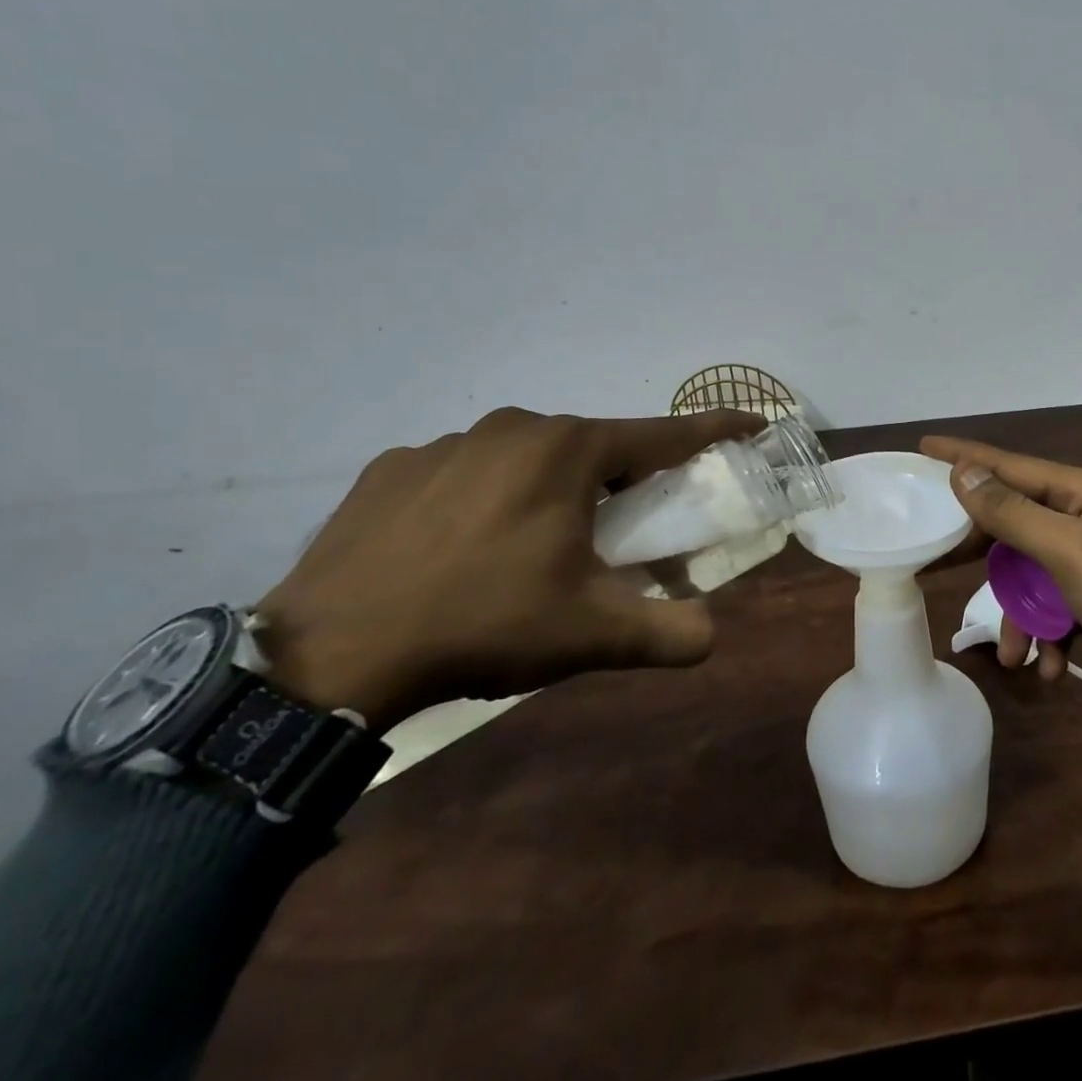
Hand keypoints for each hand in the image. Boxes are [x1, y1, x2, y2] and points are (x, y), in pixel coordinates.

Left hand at [256, 407, 762, 729]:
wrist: (328, 656)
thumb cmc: (483, 623)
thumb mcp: (590, 634)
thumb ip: (669, 632)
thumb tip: (712, 635)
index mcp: (569, 450)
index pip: (665, 433)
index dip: (716, 429)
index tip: (753, 424)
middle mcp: (514, 428)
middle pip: (595, 446)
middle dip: (622, 479)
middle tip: (625, 527)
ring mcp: (447, 443)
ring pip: (528, 456)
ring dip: (551, 488)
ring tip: (535, 548)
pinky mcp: (393, 467)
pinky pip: (465, 472)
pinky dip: (486, 498)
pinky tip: (463, 548)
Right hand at [919, 436, 1081, 731]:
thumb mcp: (1068, 552)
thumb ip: (1012, 512)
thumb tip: (965, 472)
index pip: (1009, 464)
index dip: (964, 457)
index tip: (922, 446)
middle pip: (1015, 522)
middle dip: (983, 555)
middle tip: (936, 564)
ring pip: (1033, 574)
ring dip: (1021, 616)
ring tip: (1014, 657)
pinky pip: (1058, 603)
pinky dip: (1049, 633)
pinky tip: (1051, 667)